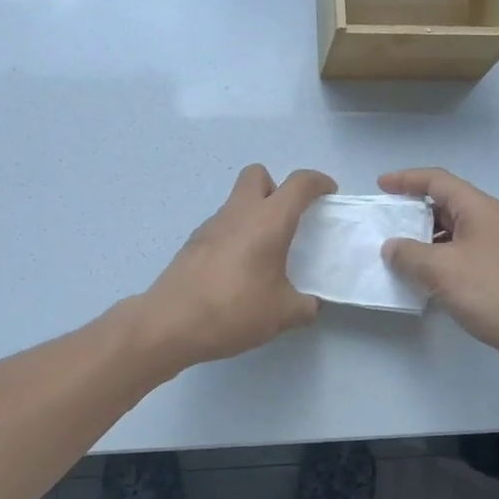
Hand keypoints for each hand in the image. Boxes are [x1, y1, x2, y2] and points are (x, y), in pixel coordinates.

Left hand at [137, 164, 336, 369]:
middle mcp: (239, 213)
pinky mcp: (193, 242)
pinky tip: (237, 269)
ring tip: (263, 252)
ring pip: (236, 200)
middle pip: (258, 175)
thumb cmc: (234, 310)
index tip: (328, 193)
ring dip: (254, 213)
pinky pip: (222, 225)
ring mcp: (211, 225)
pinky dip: (235, 234)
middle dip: (276, 187)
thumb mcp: (282, 314)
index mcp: (268, 221)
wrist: (170, 323)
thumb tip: (309, 305)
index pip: (298, 183)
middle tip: (287, 219)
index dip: (318, 182)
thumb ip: (304, 306)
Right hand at [378, 168, 498, 378]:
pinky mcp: (495, 273)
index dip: (406, 179)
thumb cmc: (491, 291)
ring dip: (423, 240)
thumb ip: (408, 254)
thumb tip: (391, 247)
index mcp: (476, 208)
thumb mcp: (439, 269)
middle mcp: (487, 221)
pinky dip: (436, 261)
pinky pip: (458, 256)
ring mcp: (494, 248)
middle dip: (412, 211)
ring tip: (395, 253)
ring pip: (450, 233)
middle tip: (384, 222)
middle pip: (444, 204)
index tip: (380, 186)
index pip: (436, 180)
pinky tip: (420, 279)